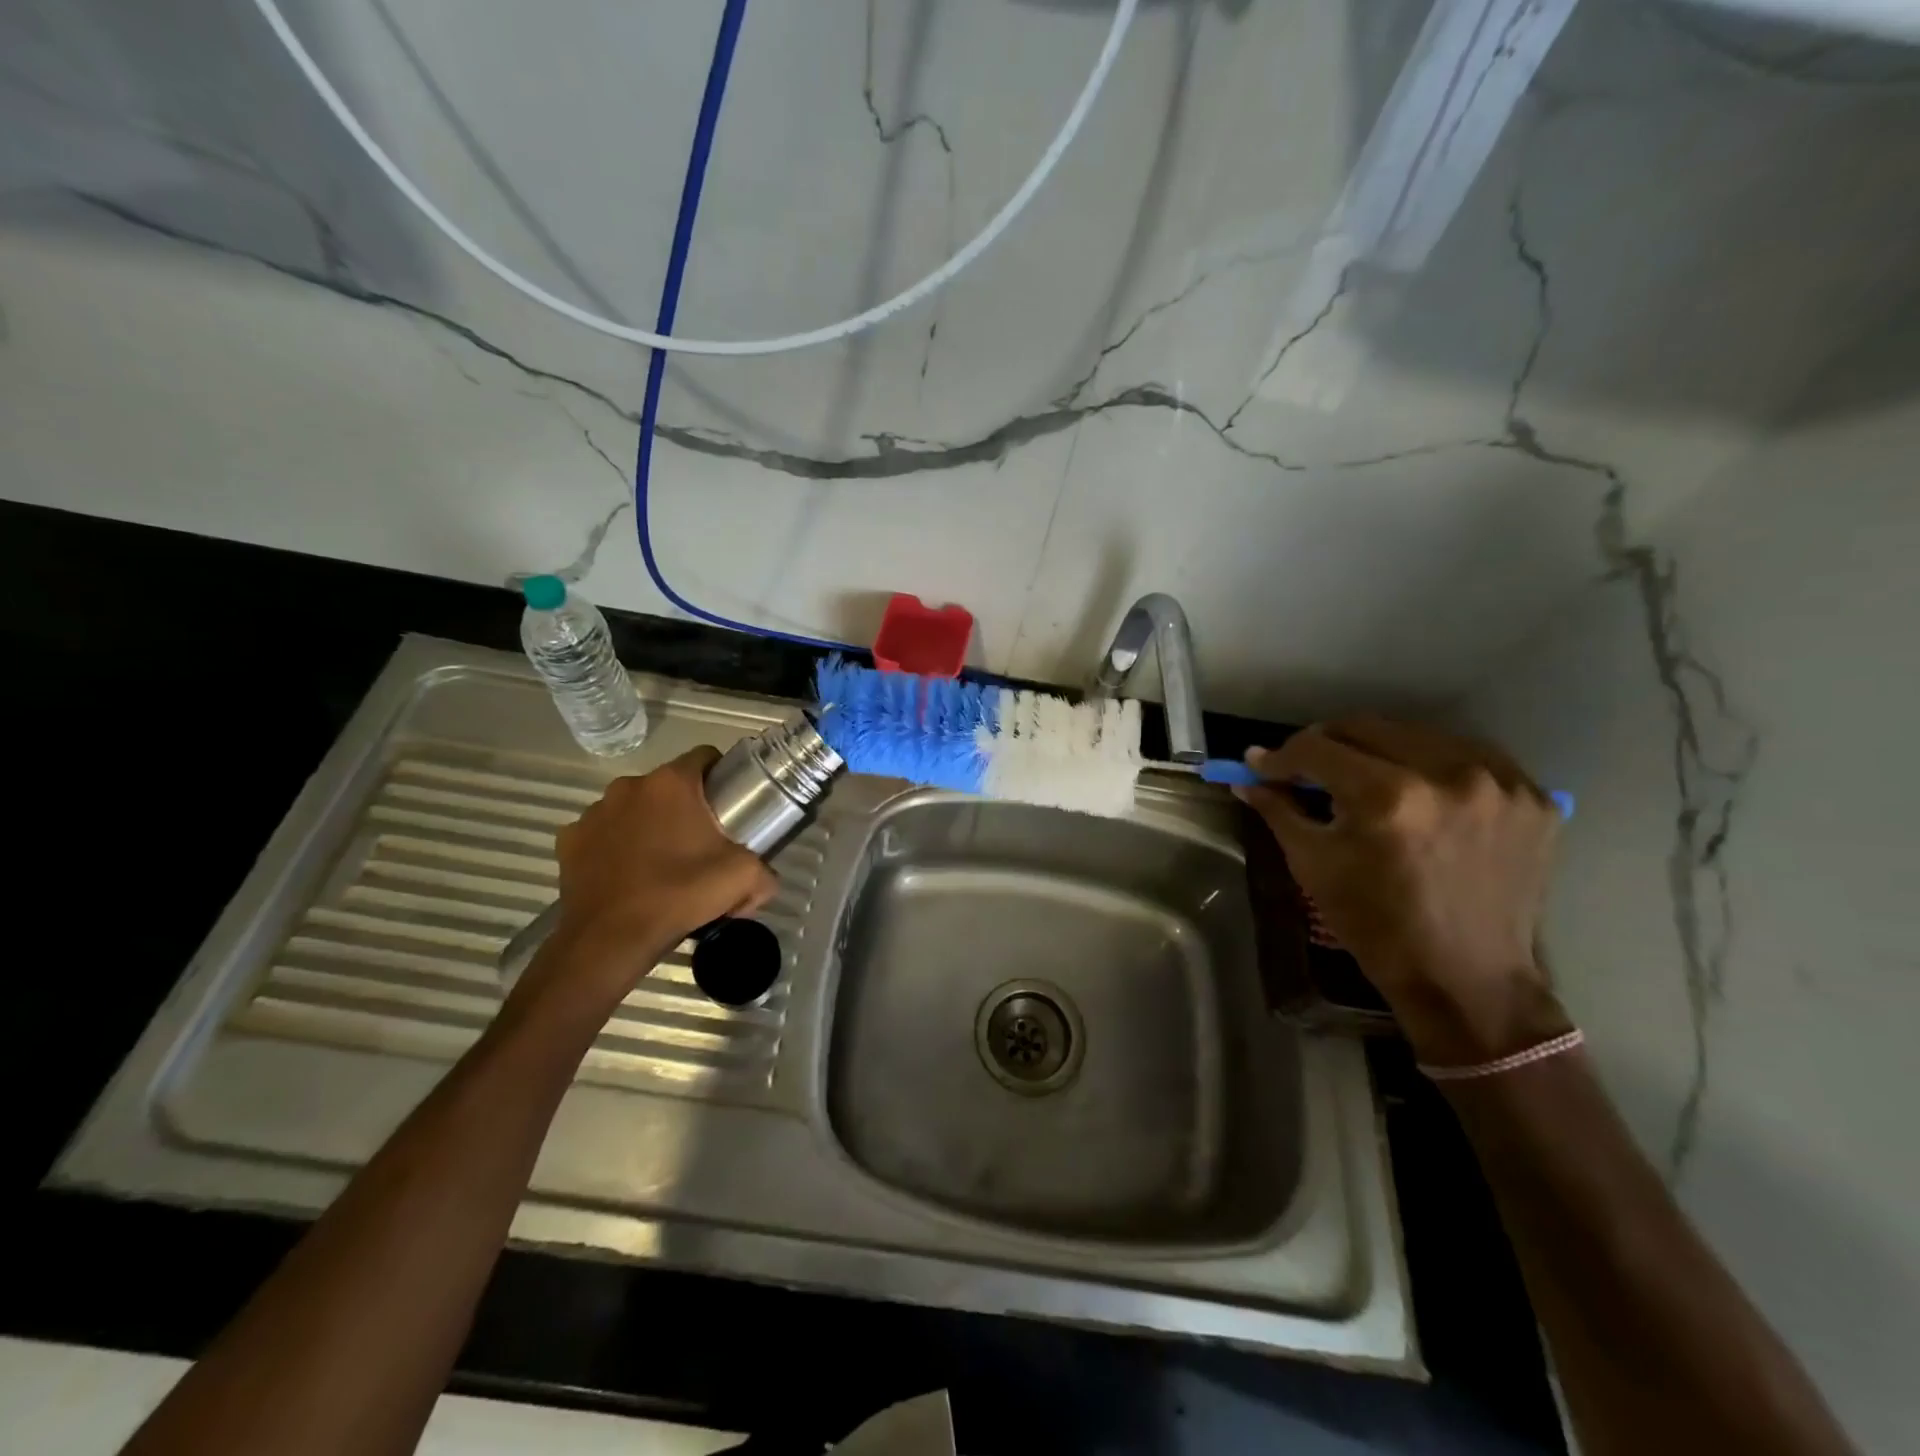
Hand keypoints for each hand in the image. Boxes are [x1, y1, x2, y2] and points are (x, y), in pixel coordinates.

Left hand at [512, 747, 776, 1015]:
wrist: (610, 939)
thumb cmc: (678, 895)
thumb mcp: (743, 880)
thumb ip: (765, 872)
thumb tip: (765, 880)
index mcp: (672, 784)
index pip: (705, 757)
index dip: (721, 776)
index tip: (730, 805)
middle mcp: (629, 786)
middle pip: (668, 785)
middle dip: (685, 806)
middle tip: (701, 842)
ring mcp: (594, 812)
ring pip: (634, 807)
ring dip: (649, 824)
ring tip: (662, 862)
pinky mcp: (569, 840)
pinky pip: (603, 834)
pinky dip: (616, 846)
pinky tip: (628, 875)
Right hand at [1234, 718, 1571, 1065]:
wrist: (1466, 978)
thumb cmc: (1376, 925)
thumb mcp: (1313, 865)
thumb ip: (1279, 810)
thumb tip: (1247, 775)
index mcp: (1387, 797)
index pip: (1317, 748)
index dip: (1281, 756)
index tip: (1262, 765)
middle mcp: (1447, 775)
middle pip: (1366, 727)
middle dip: (1326, 745)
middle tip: (1308, 768)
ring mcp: (1499, 784)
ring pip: (1418, 735)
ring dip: (1381, 751)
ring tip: (1364, 779)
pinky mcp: (1534, 798)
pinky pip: (1468, 758)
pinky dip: (1434, 767)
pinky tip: (1420, 792)